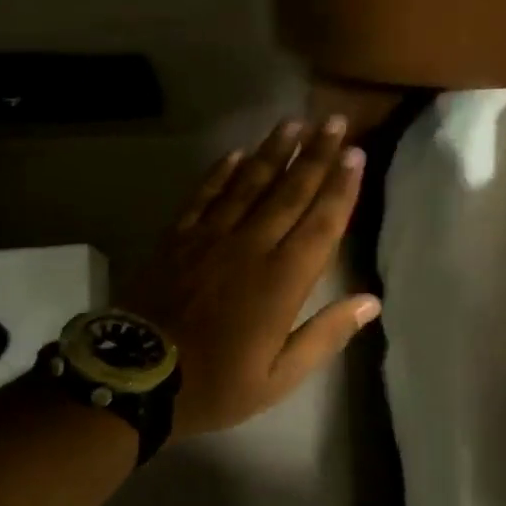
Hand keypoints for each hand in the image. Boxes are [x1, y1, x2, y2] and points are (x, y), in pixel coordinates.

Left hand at [123, 116, 379, 439]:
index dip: (341, 187)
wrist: (134, 377)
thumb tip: (371, 302)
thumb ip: (326, 335)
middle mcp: (251, 247)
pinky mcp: (178, 237)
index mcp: (282, 281)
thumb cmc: (215, 384)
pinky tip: (237, 153)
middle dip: (317, 155)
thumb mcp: (278, 378)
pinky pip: (205, 194)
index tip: (356, 155)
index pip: (321, 224)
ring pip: (250, 183)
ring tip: (294, 123)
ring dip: (275, 151)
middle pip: (290, 192)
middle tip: (335, 121)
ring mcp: (211, 237)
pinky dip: (223, 171)